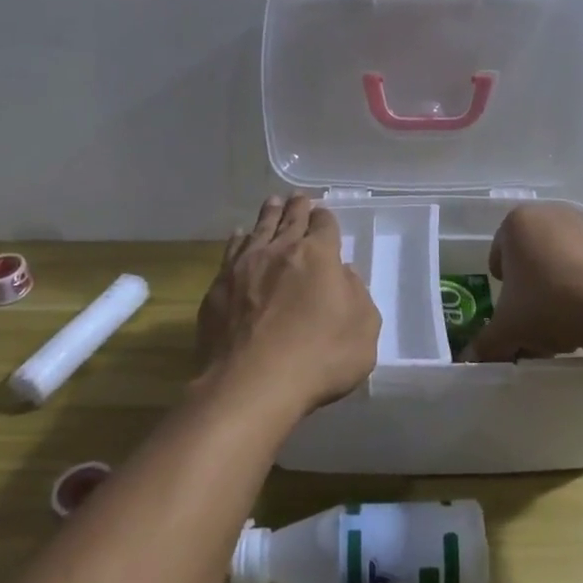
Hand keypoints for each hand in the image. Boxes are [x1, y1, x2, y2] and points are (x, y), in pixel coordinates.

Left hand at [197, 194, 379, 416]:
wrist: (251, 384)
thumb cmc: (318, 358)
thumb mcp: (363, 330)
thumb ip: (357, 295)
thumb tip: (343, 274)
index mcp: (319, 256)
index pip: (325, 224)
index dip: (326, 218)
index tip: (324, 214)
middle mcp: (280, 251)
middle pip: (290, 219)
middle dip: (297, 207)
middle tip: (298, 198)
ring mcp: (244, 266)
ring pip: (258, 229)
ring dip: (268, 214)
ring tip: (271, 203)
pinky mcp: (218, 287)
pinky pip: (231, 252)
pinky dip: (238, 239)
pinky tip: (238, 236)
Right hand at [470, 203, 582, 361]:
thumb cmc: (545, 303)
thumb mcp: (507, 329)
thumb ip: (485, 343)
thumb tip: (470, 358)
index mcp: (515, 223)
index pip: (498, 255)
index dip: (502, 286)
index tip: (509, 309)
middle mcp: (547, 214)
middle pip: (528, 257)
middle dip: (528, 288)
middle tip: (531, 319)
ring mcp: (581, 226)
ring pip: (556, 262)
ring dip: (554, 289)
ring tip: (558, 324)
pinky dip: (579, 287)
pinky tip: (582, 317)